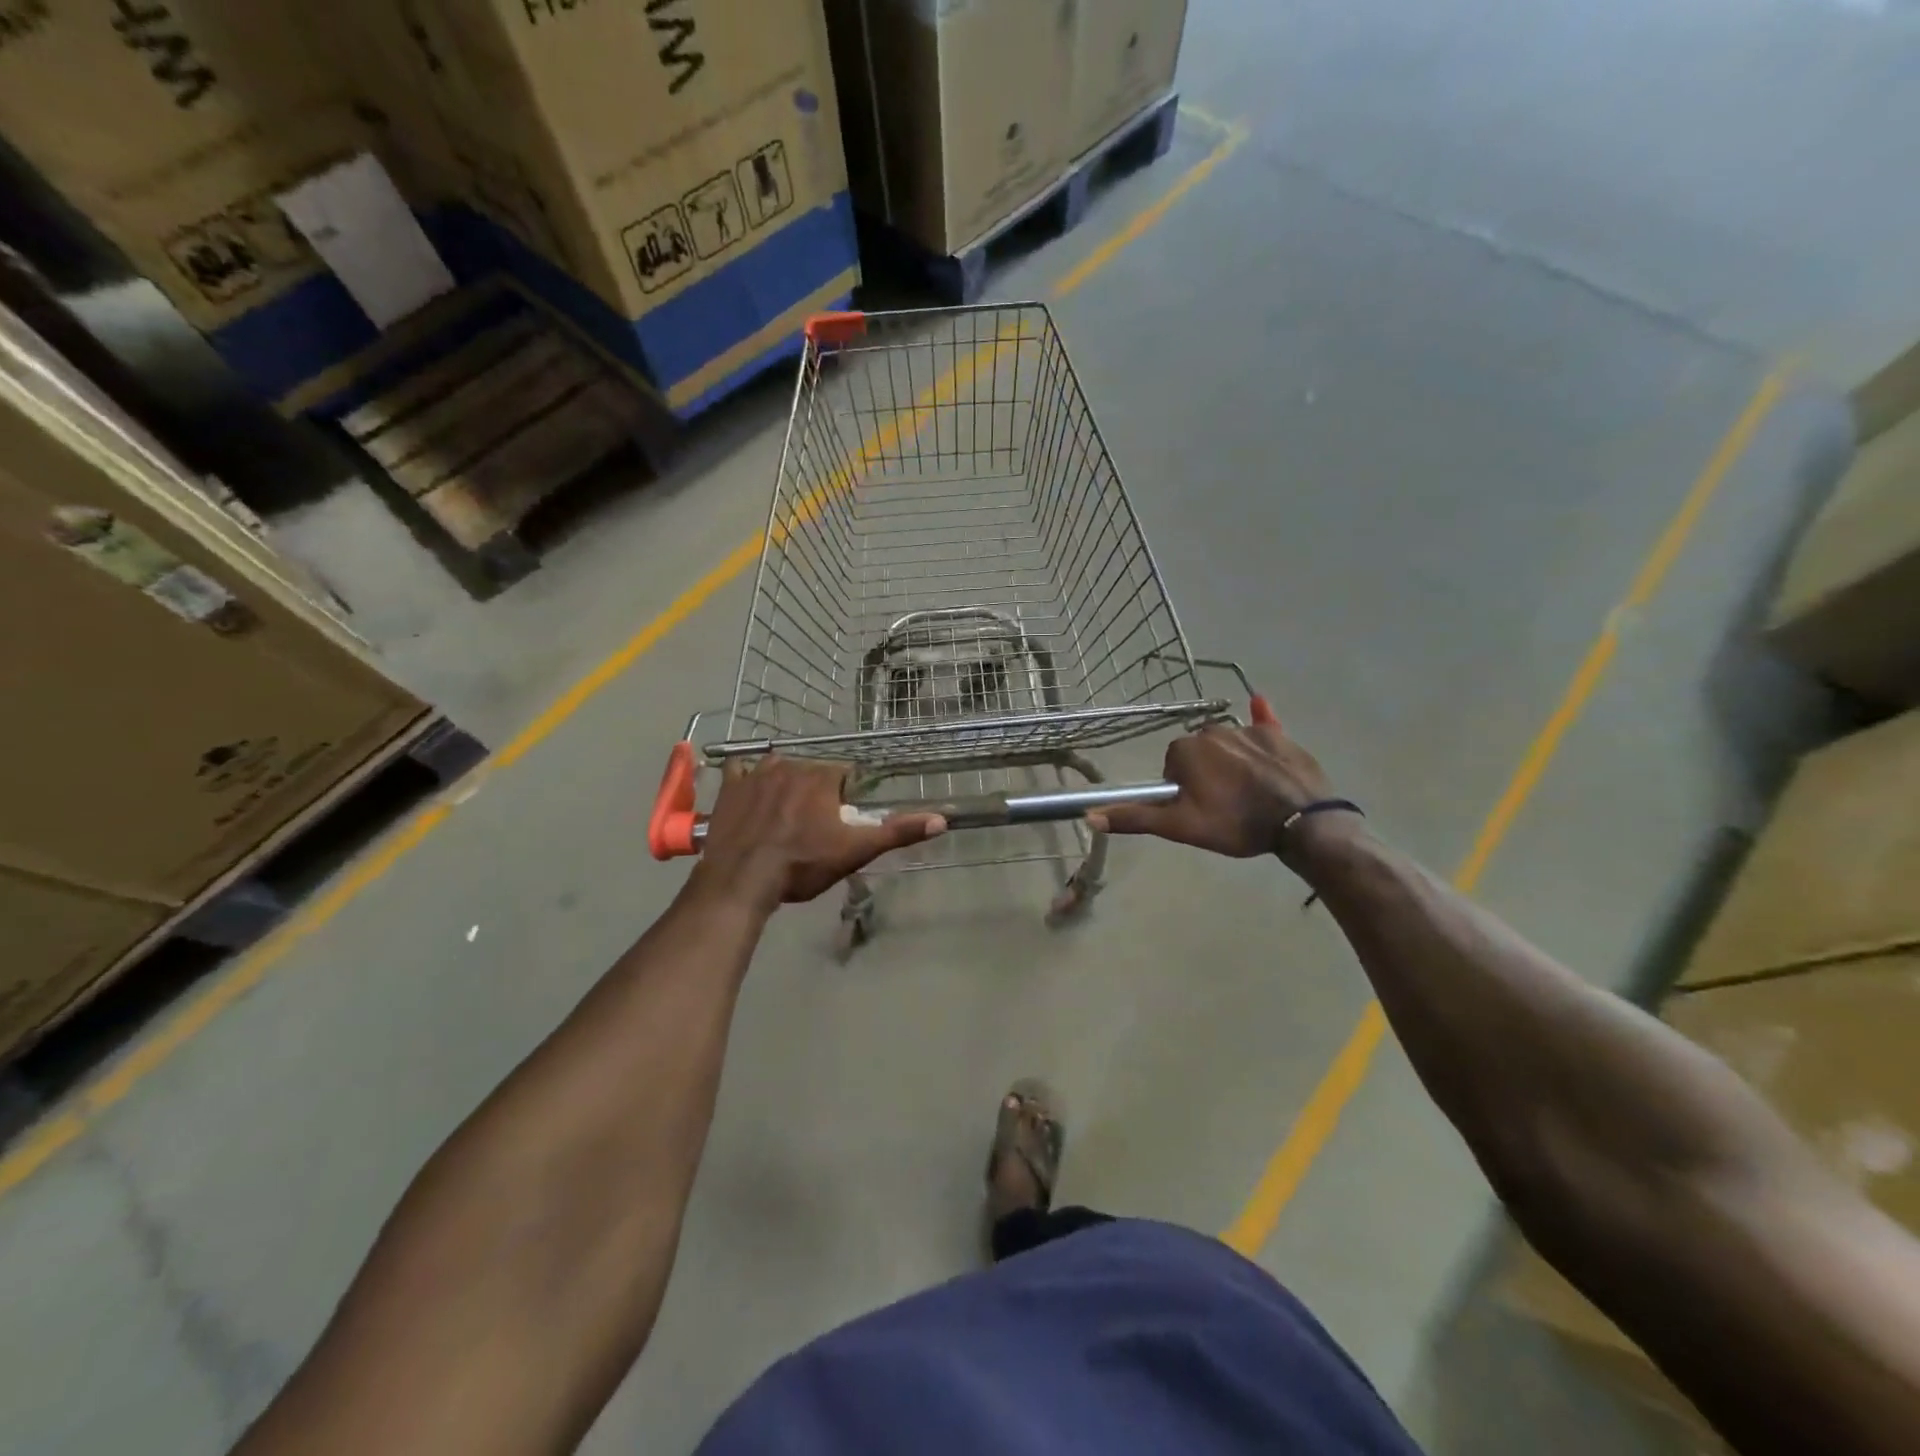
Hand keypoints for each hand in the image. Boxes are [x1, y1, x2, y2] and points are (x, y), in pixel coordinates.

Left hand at [691, 756, 944, 910]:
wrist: (742, 879)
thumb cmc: (802, 864)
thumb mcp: (856, 851)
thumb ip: (897, 832)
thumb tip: (942, 819)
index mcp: (823, 776)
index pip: (845, 774)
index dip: (845, 797)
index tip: (839, 820)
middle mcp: (791, 764)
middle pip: (812, 771)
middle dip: (815, 792)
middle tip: (811, 826)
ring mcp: (755, 773)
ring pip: (778, 768)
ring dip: (784, 784)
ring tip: (782, 816)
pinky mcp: (729, 786)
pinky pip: (740, 771)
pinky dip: (746, 780)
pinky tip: (750, 796)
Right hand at [1089, 719, 1339, 859]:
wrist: (1301, 822)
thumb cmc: (1235, 823)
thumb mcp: (1180, 826)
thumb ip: (1135, 818)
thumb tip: (1089, 816)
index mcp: (1186, 749)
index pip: (1172, 766)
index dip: (1182, 789)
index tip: (1198, 808)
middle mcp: (1212, 730)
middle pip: (1198, 753)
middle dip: (1204, 774)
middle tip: (1222, 805)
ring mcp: (1247, 730)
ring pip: (1227, 745)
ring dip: (1229, 763)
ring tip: (1248, 794)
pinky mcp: (1278, 734)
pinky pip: (1263, 723)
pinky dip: (1260, 718)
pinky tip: (1259, 703)